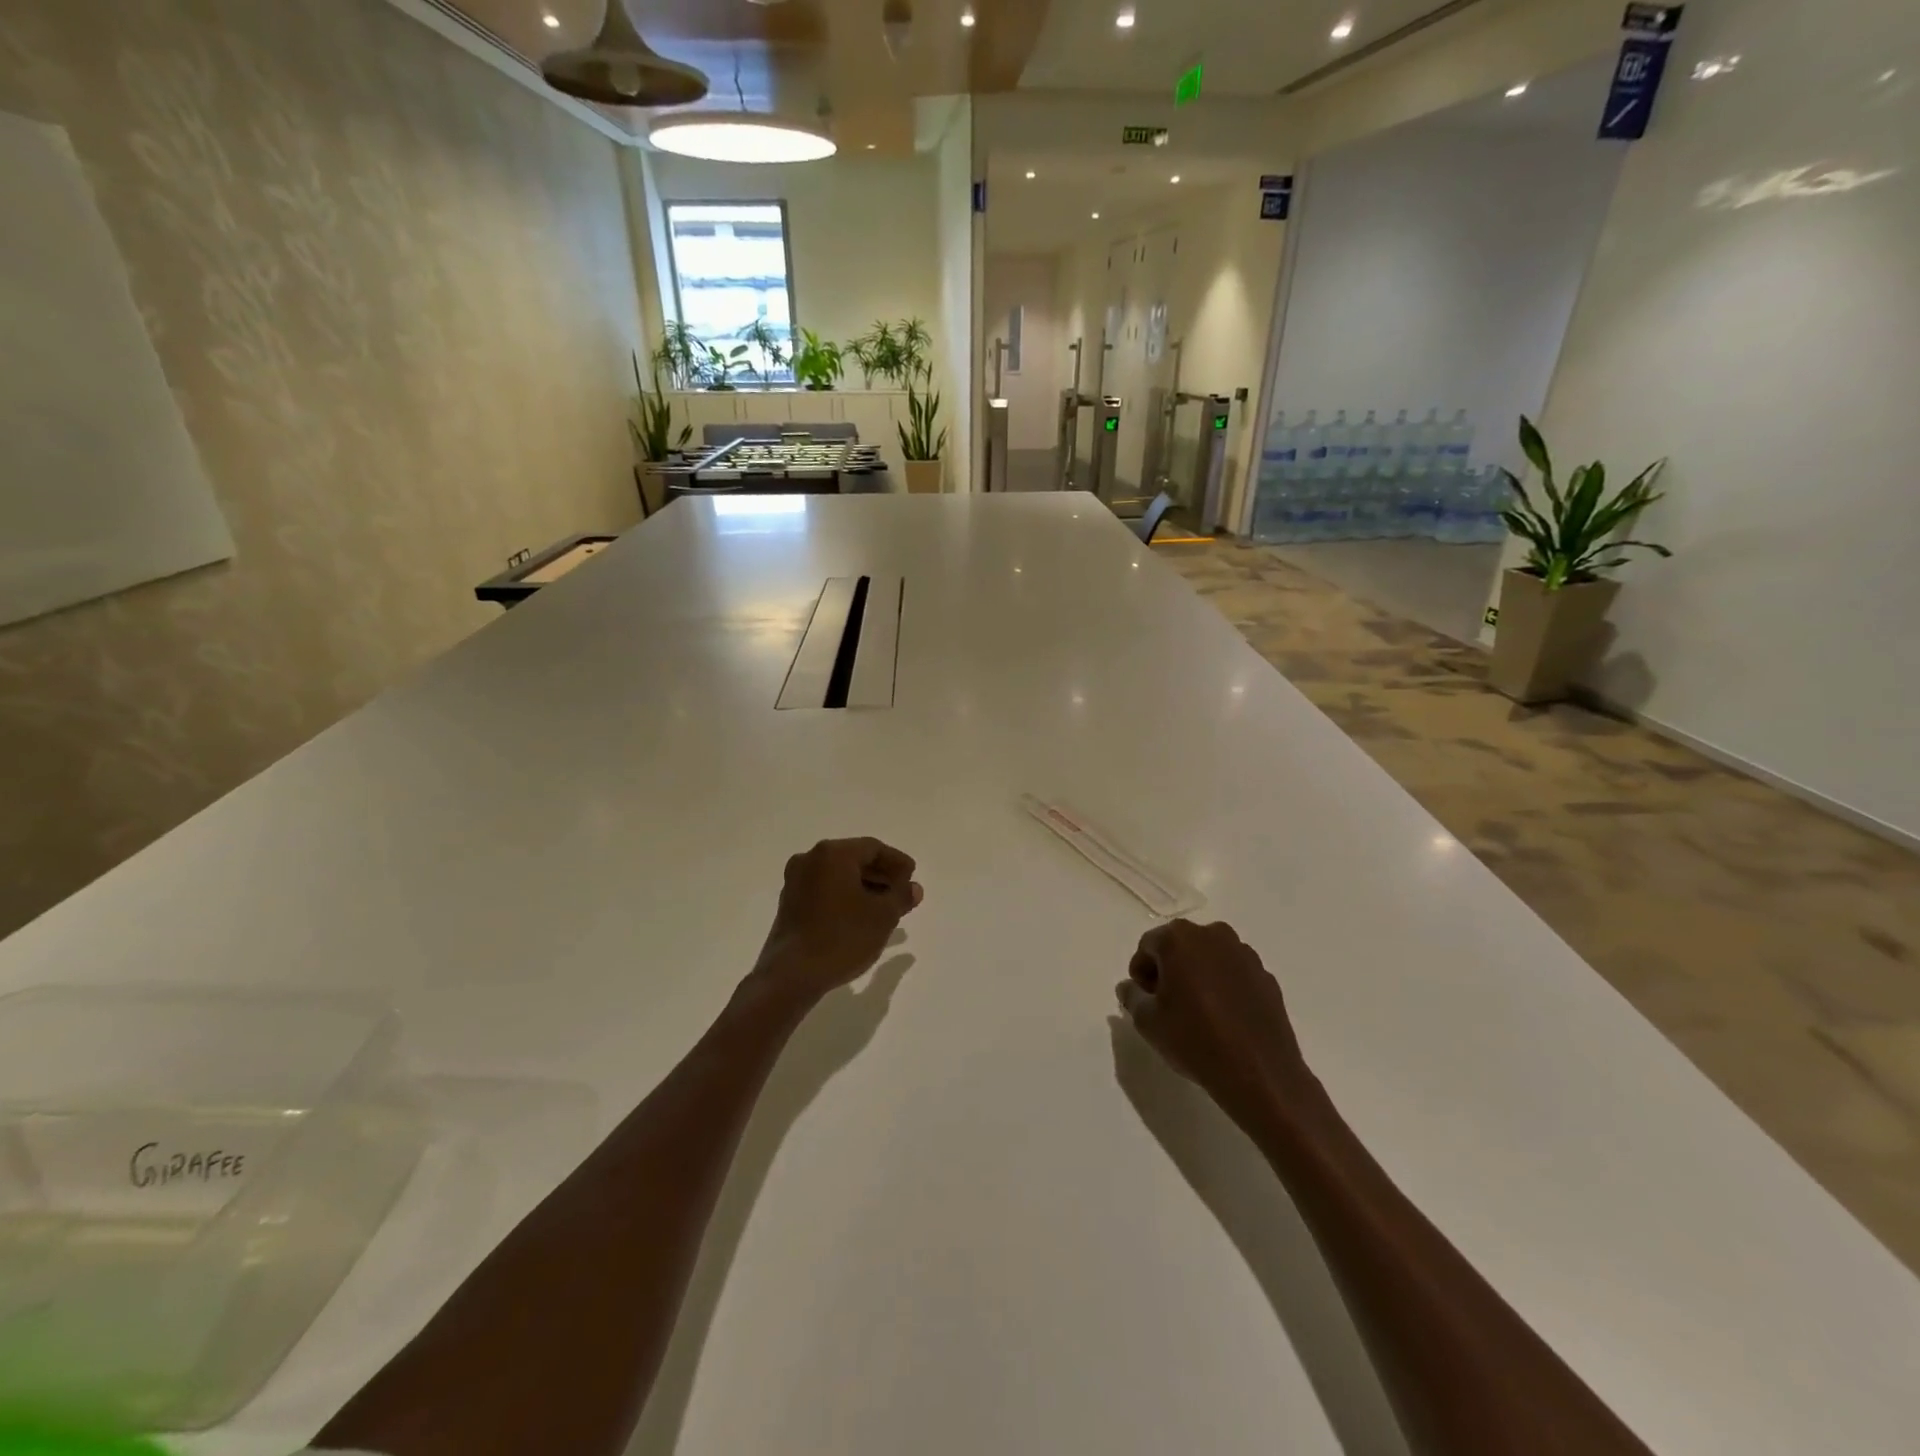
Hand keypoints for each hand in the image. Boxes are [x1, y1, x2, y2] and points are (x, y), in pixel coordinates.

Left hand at [751, 838, 922, 1003]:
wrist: (792, 975)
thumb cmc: (842, 938)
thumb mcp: (883, 916)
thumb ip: (901, 896)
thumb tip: (913, 888)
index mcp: (833, 854)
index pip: (873, 848)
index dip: (897, 862)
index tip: (912, 877)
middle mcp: (810, 859)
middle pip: (854, 859)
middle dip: (881, 875)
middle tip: (902, 892)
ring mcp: (796, 881)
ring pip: (839, 876)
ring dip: (864, 887)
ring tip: (886, 908)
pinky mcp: (790, 903)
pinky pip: (825, 890)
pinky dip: (846, 897)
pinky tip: (861, 917)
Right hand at [1115, 920, 1313, 1125]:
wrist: (1260, 1074)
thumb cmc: (1195, 1041)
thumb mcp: (1147, 1022)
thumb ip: (1132, 996)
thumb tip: (1130, 987)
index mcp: (1180, 939)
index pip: (1148, 945)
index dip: (1141, 972)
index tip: (1144, 999)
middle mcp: (1214, 936)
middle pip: (1180, 946)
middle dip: (1169, 969)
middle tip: (1166, 1004)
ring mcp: (1245, 955)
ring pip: (1209, 958)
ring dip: (1198, 976)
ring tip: (1197, 1012)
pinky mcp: (1267, 977)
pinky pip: (1235, 975)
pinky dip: (1224, 988)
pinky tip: (1224, 1019)